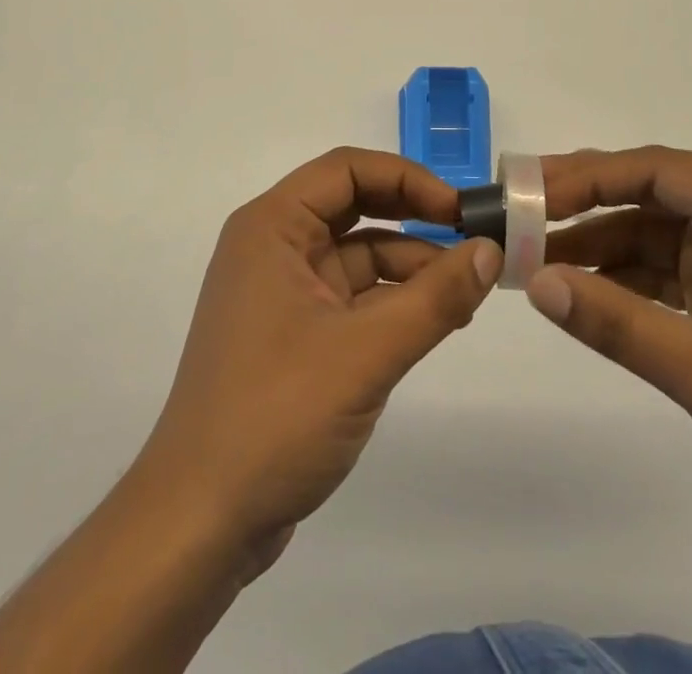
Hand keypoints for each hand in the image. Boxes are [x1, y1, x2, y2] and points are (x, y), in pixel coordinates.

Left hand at [137, 148, 502, 575]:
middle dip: (412, 218)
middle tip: (472, 240)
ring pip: (356, 255)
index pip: (346, 169)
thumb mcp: (366, 352)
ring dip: (409, 266)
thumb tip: (491, 250)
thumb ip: (435, 298)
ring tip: (466, 294)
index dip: (407, 178)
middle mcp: (272, 247)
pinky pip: (351, 297)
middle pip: (353, 206)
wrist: (200, 522)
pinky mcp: (293, 335)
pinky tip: (435, 322)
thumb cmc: (276, 415)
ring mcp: (281, 292)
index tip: (458, 210)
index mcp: (272, 227)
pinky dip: (392, 303)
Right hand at [526, 147, 691, 540]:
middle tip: (518, 212)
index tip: (526, 192)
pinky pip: (667, 267)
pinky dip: (624, 276)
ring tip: (533, 255)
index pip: (656, 169)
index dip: (585, 176)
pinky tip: (578, 287)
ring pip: (654, 229)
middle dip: (584, 202)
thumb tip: (534, 282)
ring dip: (597, 242)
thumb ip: (615, 323)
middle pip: (651, 191)